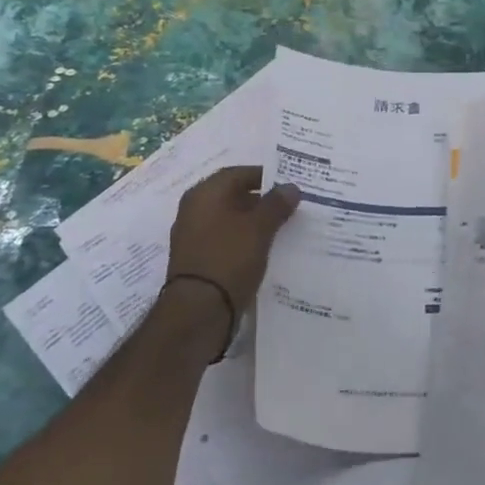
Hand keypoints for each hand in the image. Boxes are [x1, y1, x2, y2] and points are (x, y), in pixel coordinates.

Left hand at [166, 166, 300, 320]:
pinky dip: (244, 240)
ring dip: (254, 221)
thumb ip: (276, 204)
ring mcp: (193, 236)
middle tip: (290, 206)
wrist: (198, 311)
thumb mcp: (259, 228)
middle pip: (232, 196)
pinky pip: (226, 240)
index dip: (264, 176)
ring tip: (283, 228)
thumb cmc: (229, 259)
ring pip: (230, 219)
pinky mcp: (198, 260)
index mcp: (205, 194)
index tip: (289, 184)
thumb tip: (291, 187)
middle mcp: (194, 210)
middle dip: (261, 200)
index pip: (237, 173)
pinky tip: (264, 250)